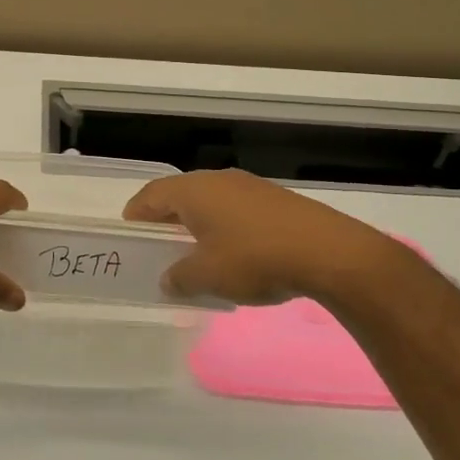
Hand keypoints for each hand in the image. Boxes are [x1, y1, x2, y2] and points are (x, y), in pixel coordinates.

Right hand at [122, 169, 411, 306]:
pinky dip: (225, 228)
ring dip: (198, 224)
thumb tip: (167, 279)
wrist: (328, 253)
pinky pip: (236, 209)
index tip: (130, 235)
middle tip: (159, 247)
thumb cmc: (254, 259)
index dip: (136, 215)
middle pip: (180, 195)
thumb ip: (179, 278)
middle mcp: (218, 180)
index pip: (151, 195)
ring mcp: (250, 186)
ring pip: (210, 202)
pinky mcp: (276, 200)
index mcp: (193, 190)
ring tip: (197, 254)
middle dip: (167, 220)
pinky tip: (235, 255)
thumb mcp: (207, 276)